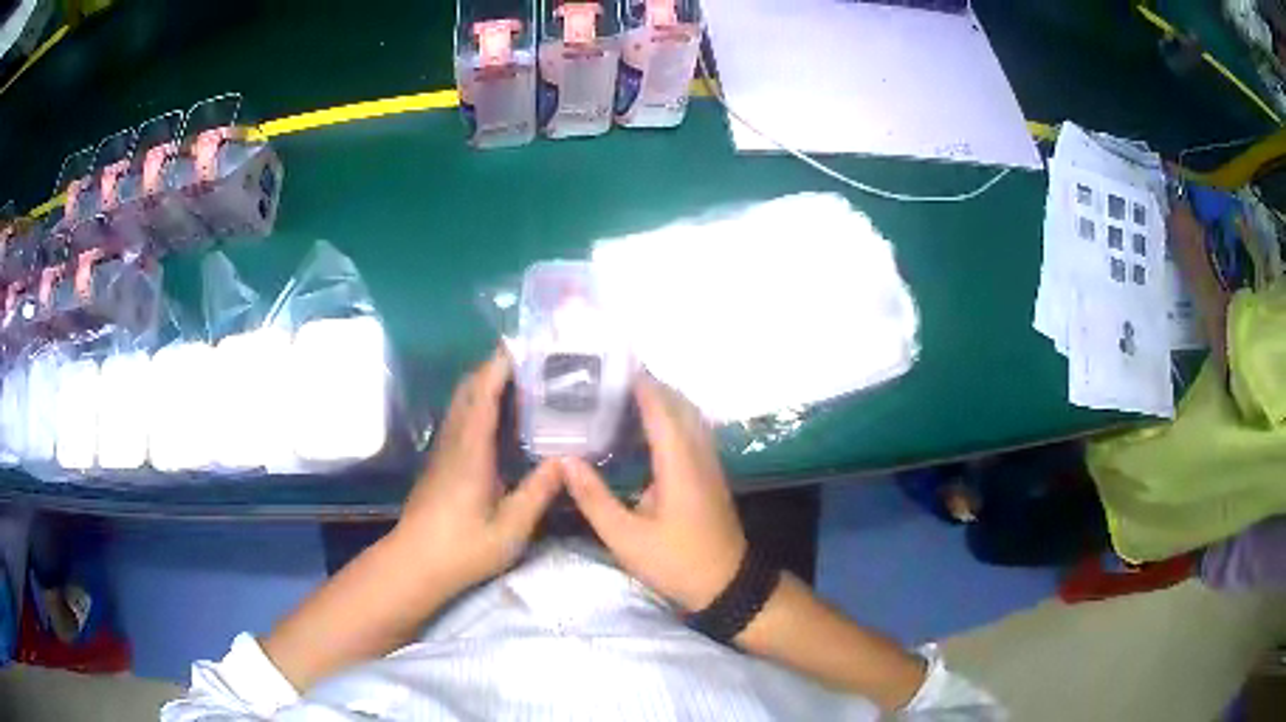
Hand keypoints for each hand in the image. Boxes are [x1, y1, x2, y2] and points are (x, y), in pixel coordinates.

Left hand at [393, 349, 562, 598]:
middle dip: (494, 367)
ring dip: (485, 383)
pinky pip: (459, 419)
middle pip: (468, 390)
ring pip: (461, 403)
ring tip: (521, 381)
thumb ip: (538, 492)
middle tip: (531, 360)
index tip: (525, 344)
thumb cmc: (462, 549)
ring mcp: (442, 451)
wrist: (414, 564)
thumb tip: (568, 460)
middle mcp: (453, 441)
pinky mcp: (439, 463)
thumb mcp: (510, 528)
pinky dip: (478, 404)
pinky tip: (499, 419)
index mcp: (471, 451)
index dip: (501, 365)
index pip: (484, 394)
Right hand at [563, 375, 745, 611]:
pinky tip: (649, 430)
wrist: (727, 584)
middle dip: (650, 385)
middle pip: (679, 405)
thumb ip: (594, 499)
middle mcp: (699, 454)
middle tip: (612, 378)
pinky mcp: (711, 476)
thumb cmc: (676, 562)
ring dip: (664, 400)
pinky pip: (693, 432)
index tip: (613, 365)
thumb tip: (566, 461)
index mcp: (678, 464)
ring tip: (625, 396)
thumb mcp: (626, 538)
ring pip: (690, 417)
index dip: (640, 383)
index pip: (660, 409)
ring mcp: (710, 464)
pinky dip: (673, 419)